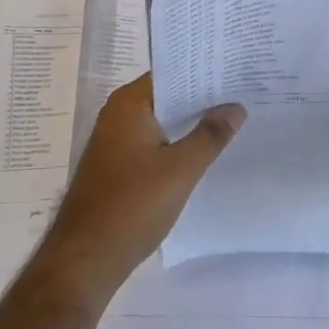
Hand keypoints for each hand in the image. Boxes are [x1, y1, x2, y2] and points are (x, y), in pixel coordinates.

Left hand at [28, 74, 245, 314]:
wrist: (85, 258)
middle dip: (201, 97)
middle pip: (166, 96)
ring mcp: (114, 141)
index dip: (203, 72)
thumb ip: (209, 136)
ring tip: (231, 119)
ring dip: (188, 122)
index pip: (171, 73)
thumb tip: (236, 106)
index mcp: (129, 103)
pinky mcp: (116, 165)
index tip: (235, 70)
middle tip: (242, 93)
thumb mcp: (180, 170)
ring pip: (160, 121)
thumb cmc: (132, 205)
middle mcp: (117, 114)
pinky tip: (202, 152)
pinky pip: (152, 142)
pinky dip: (175, 142)